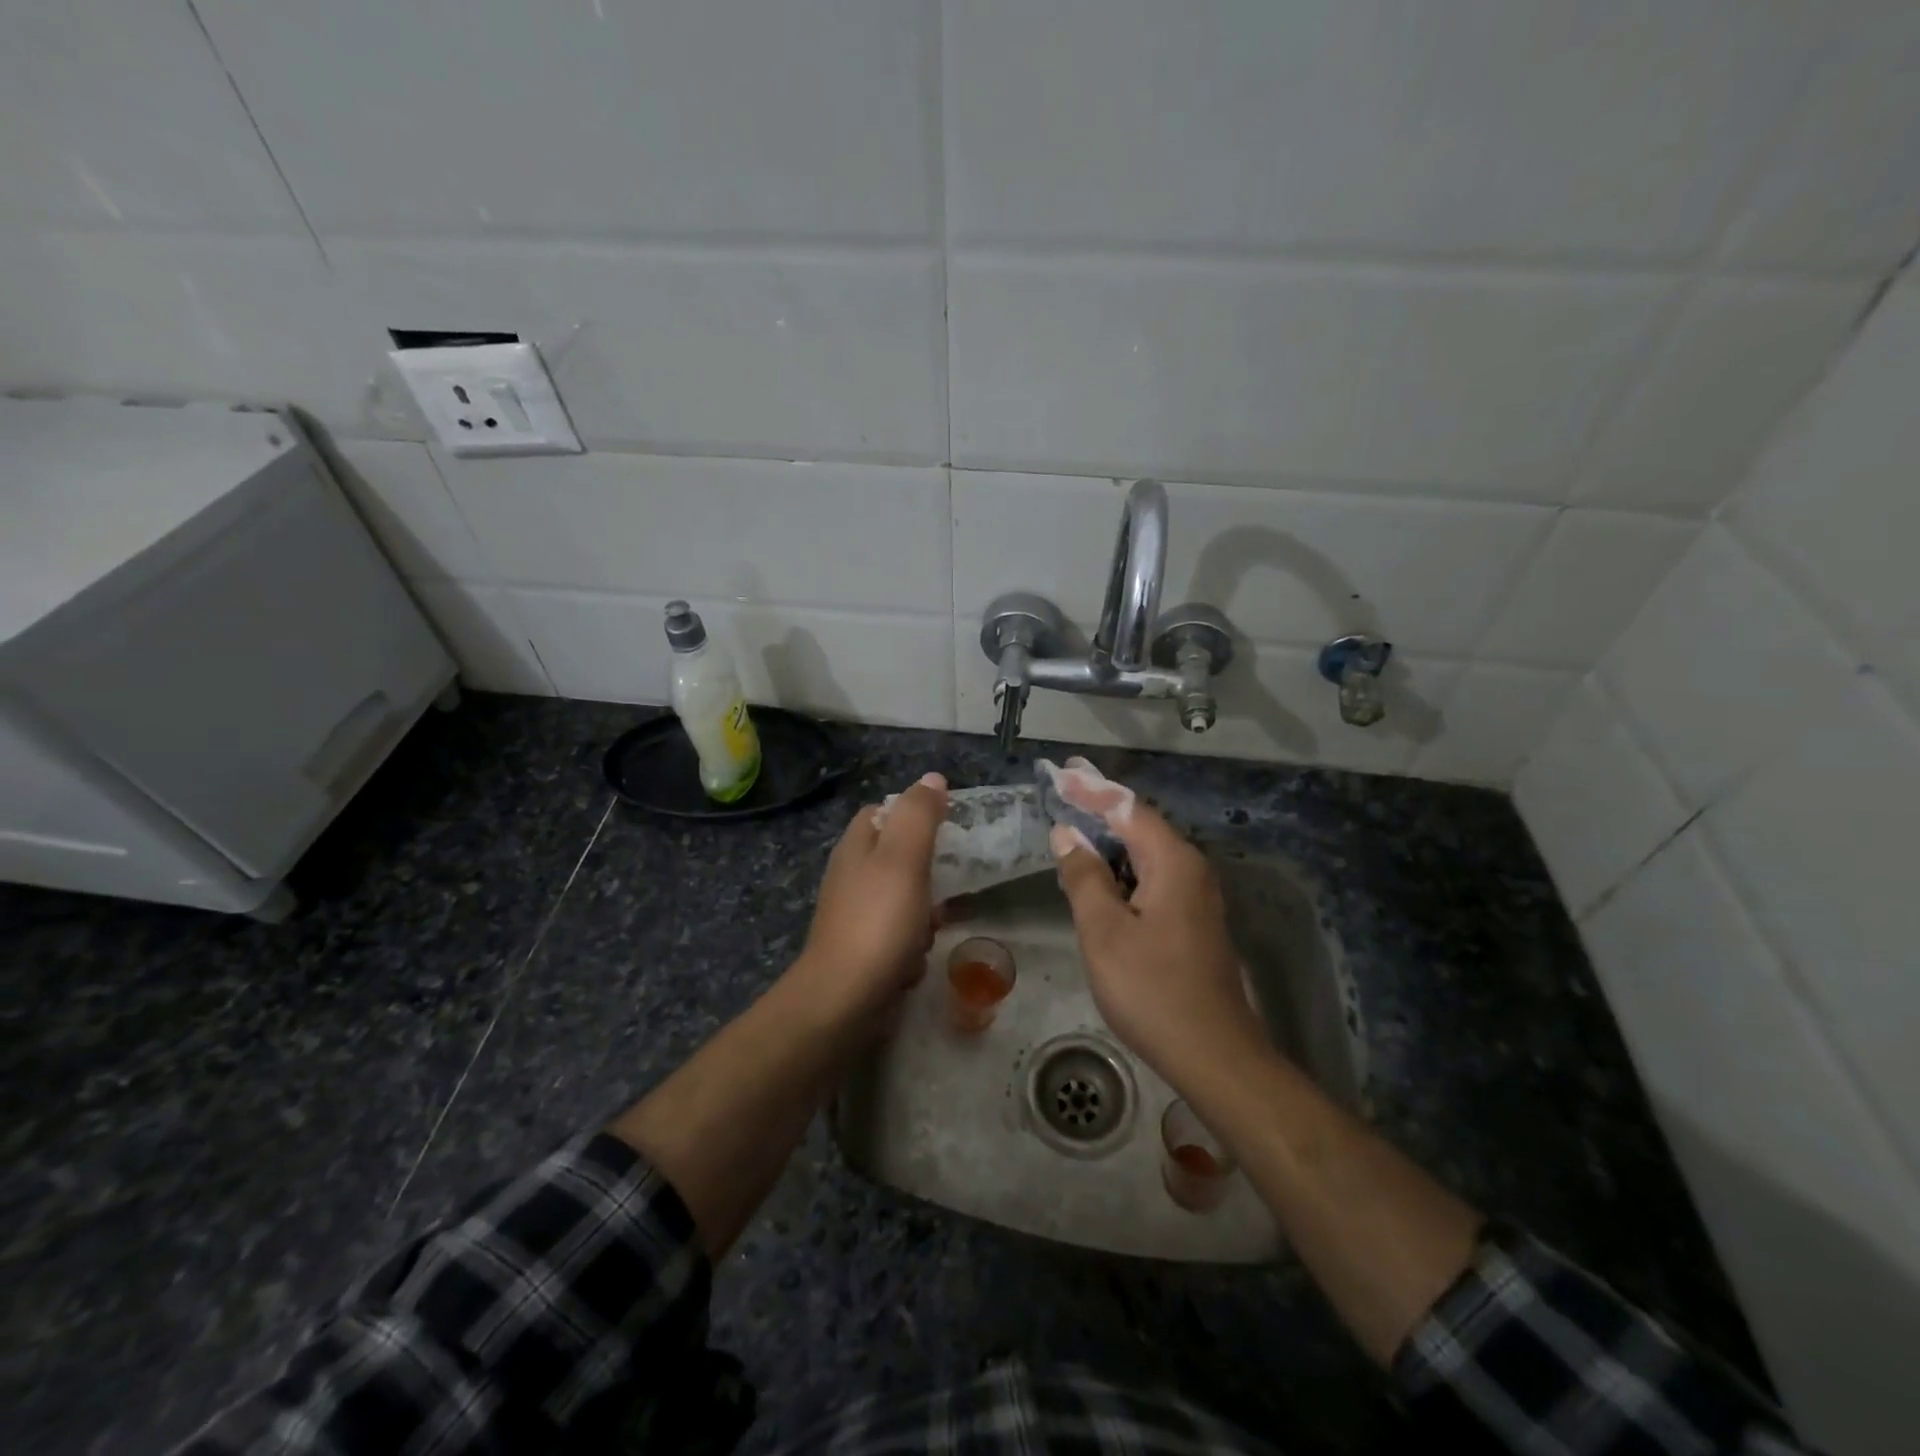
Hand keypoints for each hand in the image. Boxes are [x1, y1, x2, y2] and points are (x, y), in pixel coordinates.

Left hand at [788, 771, 947, 1036]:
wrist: (844, 999)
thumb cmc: (878, 921)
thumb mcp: (904, 857)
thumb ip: (919, 815)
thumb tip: (933, 779)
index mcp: (856, 846)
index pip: (883, 813)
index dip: (914, 815)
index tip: (946, 829)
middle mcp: (851, 876)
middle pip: (899, 860)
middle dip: (927, 876)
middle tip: (942, 887)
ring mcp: (855, 916)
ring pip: (905, 902)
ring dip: (923, 918)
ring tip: (927, 931)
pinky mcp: (863, 952)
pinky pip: (898, 940)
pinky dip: (910, 950)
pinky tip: (912, 964)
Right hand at [1048, 773, 1267, 1089]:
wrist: (1213, 1053)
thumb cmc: (1152, 989)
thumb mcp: (1104, 931)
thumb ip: (1084, 876)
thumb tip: (1067, 833)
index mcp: (1173, 862)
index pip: (1127, 808)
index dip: (1092, 788)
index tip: (1061, 772)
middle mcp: (1190, 869)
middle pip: (1140, 824)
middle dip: (1100, 805)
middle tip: (1063, 789)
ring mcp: (1196, 896)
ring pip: (1146, 852)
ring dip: (1110, 836)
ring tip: (1073, 823)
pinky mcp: (1192, 921)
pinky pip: (1152, 876)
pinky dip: (1122, 865)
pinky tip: (1100, 873)